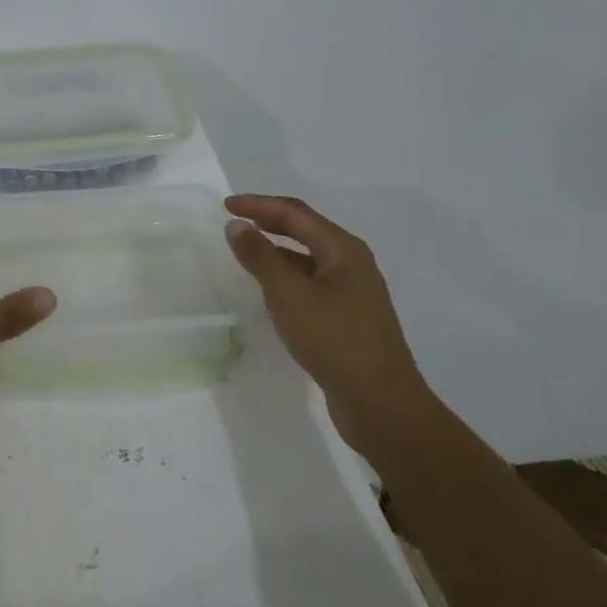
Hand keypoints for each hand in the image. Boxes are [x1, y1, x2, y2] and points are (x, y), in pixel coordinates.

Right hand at [223, 194, 431, 451]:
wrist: (380, 402)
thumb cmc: (333, 339)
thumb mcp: (288, 294)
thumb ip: (260, 257)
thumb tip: (237, 225)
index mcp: (343, 249)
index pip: (295, 213)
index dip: (258, 205)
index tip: (225, 206)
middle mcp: (352, 263)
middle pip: (306, 230)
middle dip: (269, 221)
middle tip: (235, 222)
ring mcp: (354, 291)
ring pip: (309, 257)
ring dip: (278, 249)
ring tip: (247, 251)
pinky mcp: (349, 317)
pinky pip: (312, 282)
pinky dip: (287, 275)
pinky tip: (271, 290)